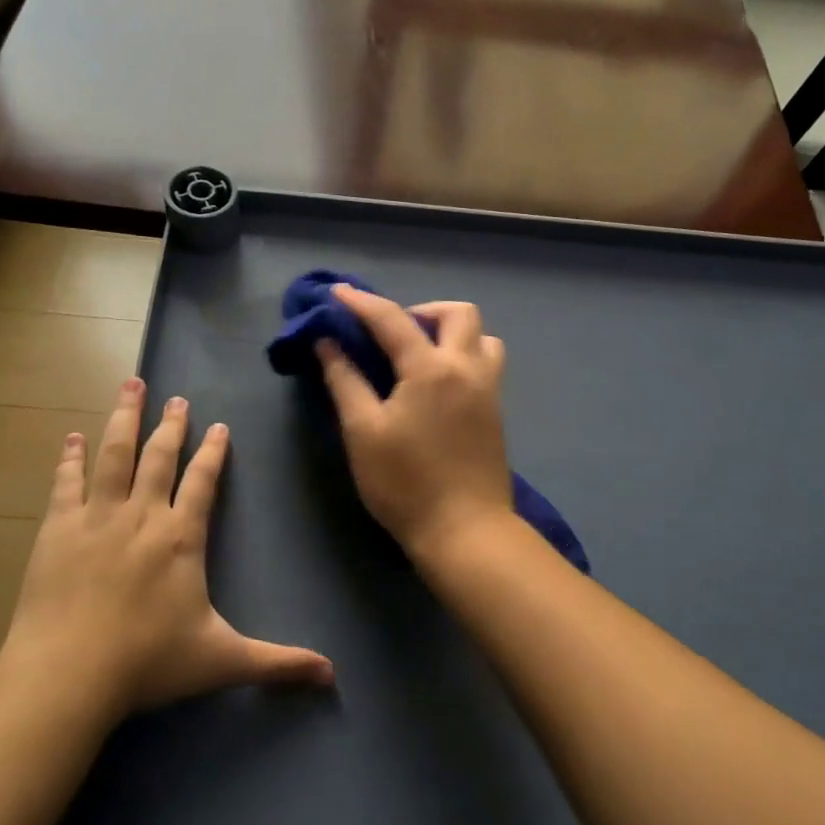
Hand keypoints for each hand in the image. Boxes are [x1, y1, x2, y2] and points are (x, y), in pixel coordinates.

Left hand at [0, 378, 334, 715]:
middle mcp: (142, 515)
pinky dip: (70, 458)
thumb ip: (278, 662)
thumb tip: (333, 675)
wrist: (67, 675)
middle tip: (177, 398)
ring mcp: (96, 517)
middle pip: (159, 456)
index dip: (212, 452)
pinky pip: (66, 482)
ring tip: (130, 385)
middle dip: (171, 425)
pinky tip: (72, 437)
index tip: (218, 426)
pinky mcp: (57, 529)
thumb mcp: (222, 661)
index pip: (203, 481)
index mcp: (181, 537)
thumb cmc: (148, 663)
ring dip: (123, 417)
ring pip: (114, 454)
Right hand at [316, 285, 515, 559]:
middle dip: (423, 310)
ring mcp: (489, 390)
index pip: (392, 319)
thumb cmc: (405, 483)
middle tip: (393, 334)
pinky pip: (486, 363)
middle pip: (458, 313)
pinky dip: (463, 356)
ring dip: (452, 333)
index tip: (336, 293)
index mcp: (430, 368)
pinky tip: (438, 385)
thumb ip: (345, 381)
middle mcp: (467, 368)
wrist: (465, 531)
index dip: (361, 302)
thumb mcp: (363, 431)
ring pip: (482, 337)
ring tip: (421, 356)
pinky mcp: (496, 413)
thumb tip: (328, 343)